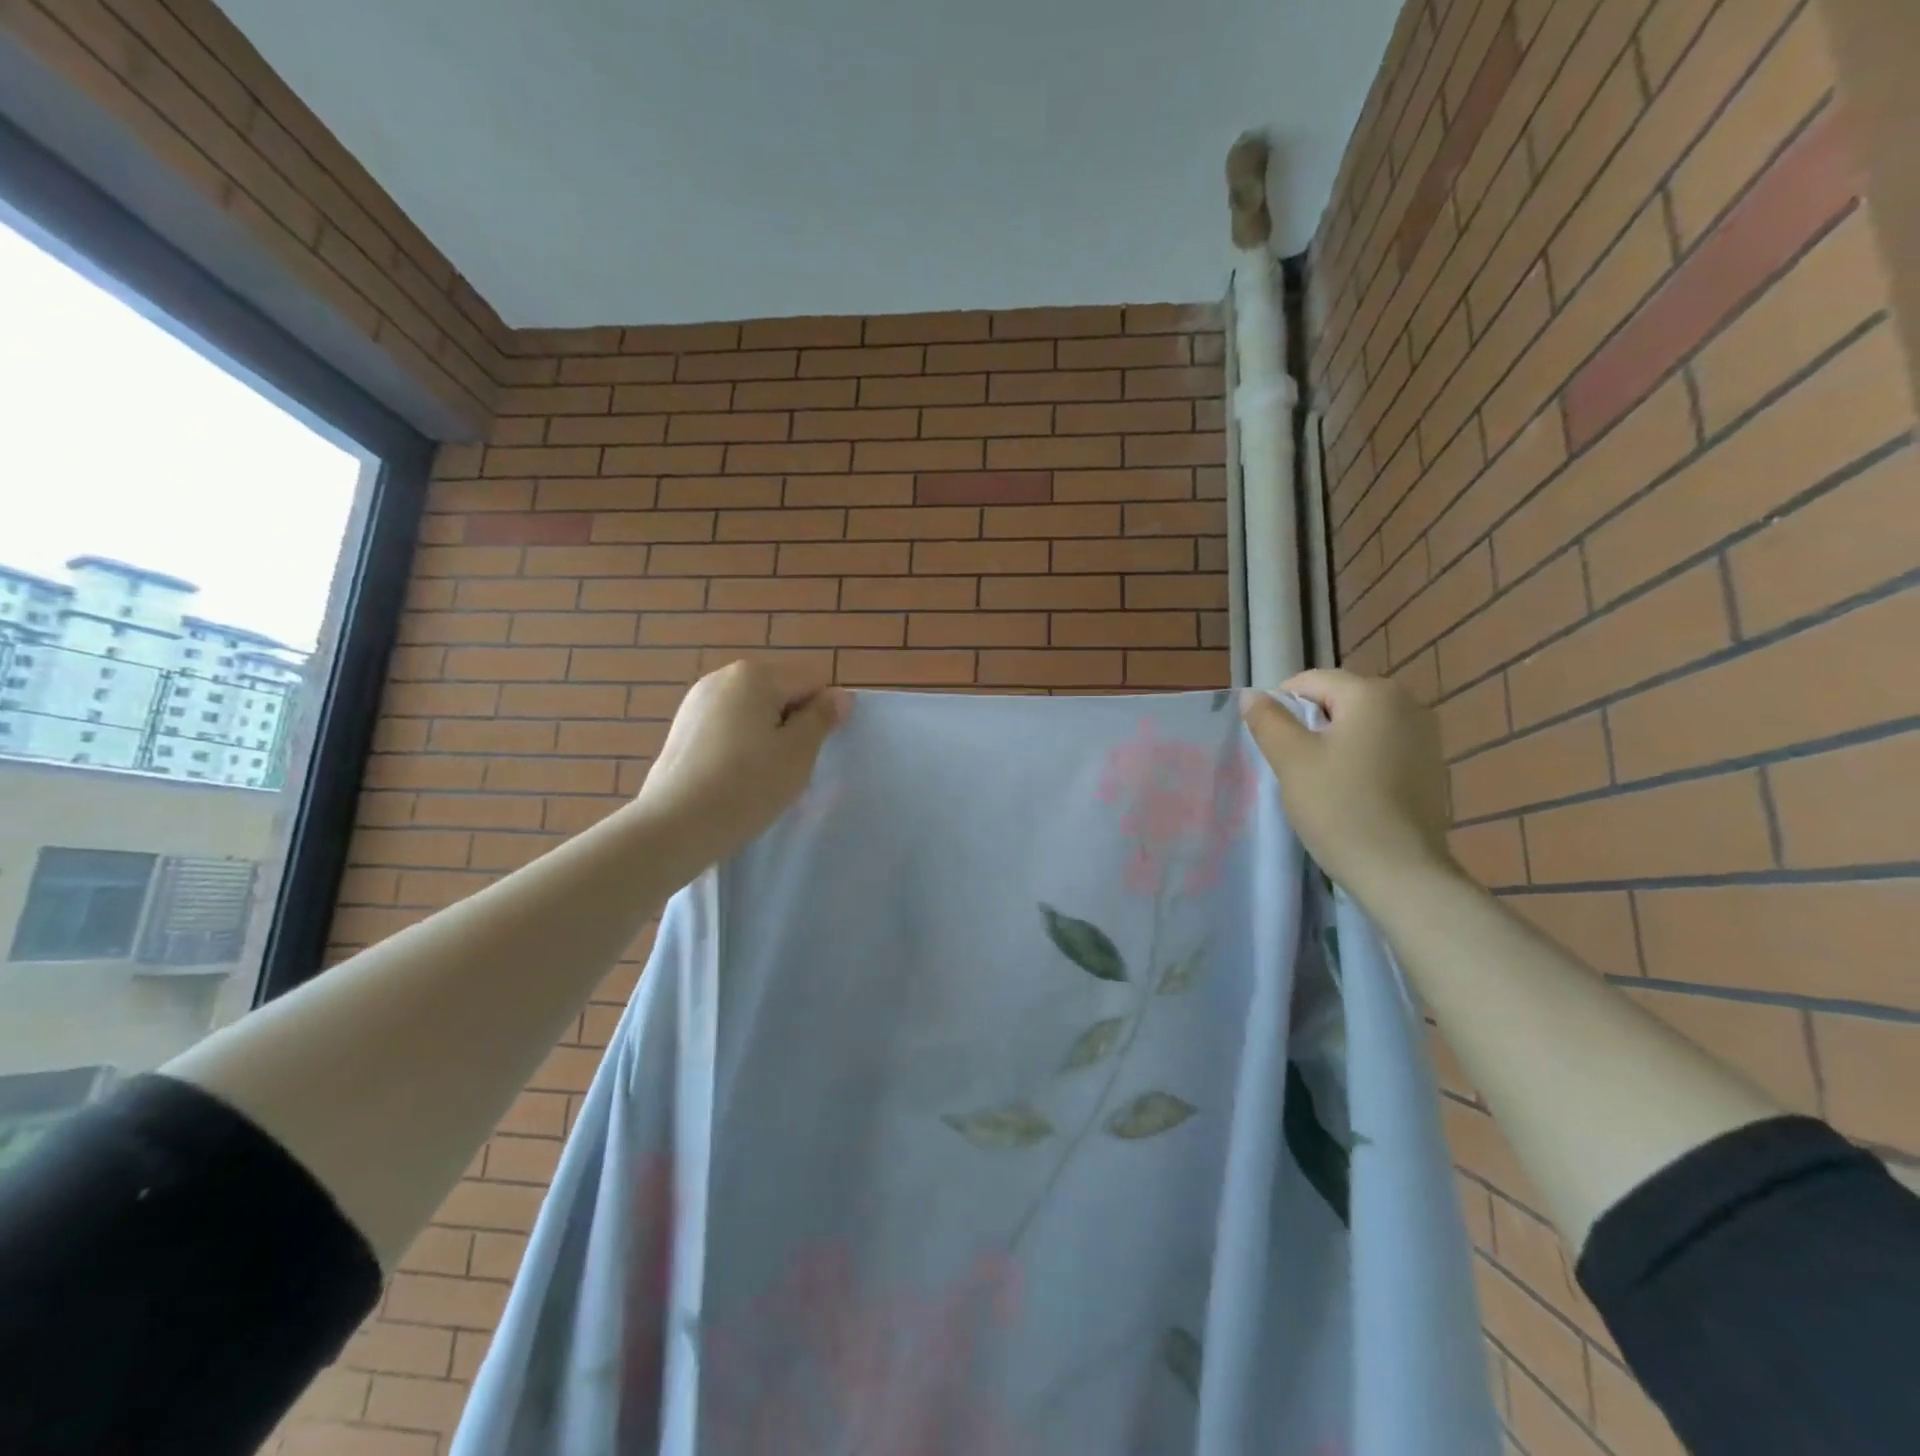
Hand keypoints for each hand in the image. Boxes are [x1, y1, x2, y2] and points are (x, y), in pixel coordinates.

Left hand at [633, 661, 851, 872]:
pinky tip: (734, 779)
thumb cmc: (747, 785)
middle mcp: (723, 677)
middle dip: (793, 724)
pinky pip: (728, 728)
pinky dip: (740, 747)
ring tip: (760, 777)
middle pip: (780, 693)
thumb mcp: (798, 752)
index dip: (822, 716)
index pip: (812, 682)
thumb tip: (841, 696)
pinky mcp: (682, 728)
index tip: (812, 752)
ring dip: (767, 737)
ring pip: (754, 713)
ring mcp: (697, 701)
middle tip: (789, 767)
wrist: (675, 825)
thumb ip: (822, 718)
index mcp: (755, 674)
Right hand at [1240, 669, 1456, 901]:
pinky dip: (1359, 760)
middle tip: (1291, 765)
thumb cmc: (1339, 807)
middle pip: (1337, 700)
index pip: (1310, 681)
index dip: (1280, 707)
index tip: (1270, 744)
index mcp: (1372, 693)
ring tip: (1319, 781)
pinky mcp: (1431, 766)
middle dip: (1308, 725)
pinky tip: (1349, 793)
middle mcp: (1406, 703)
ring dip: (1333, 743)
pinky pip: (1381, 747)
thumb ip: (1268, 719)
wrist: (1400, 871)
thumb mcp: (1291, 759)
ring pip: (1359, 725)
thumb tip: (1251, 694)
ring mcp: (1425, 735)